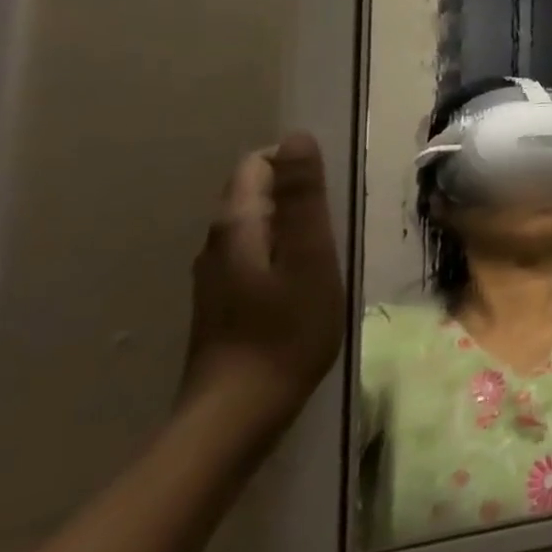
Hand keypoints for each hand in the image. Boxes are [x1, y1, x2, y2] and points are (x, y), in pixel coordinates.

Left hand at [179, 132, 344, 433]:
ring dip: (291, 226)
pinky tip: (305, 280)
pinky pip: (255, 254)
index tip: (331, 195)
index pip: (258, 164)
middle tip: (337, 224)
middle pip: (254, 192)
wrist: (237, 414)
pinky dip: (282, 252)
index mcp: (236, 225)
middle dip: (296, 195)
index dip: (296, 166)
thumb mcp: (310, 255)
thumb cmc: (286, 330)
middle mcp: (215, 242)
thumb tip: (297, 136)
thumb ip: (302, 197)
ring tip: (328, 251)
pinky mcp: (222, 301)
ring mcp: (214, 275)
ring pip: (255, 226)